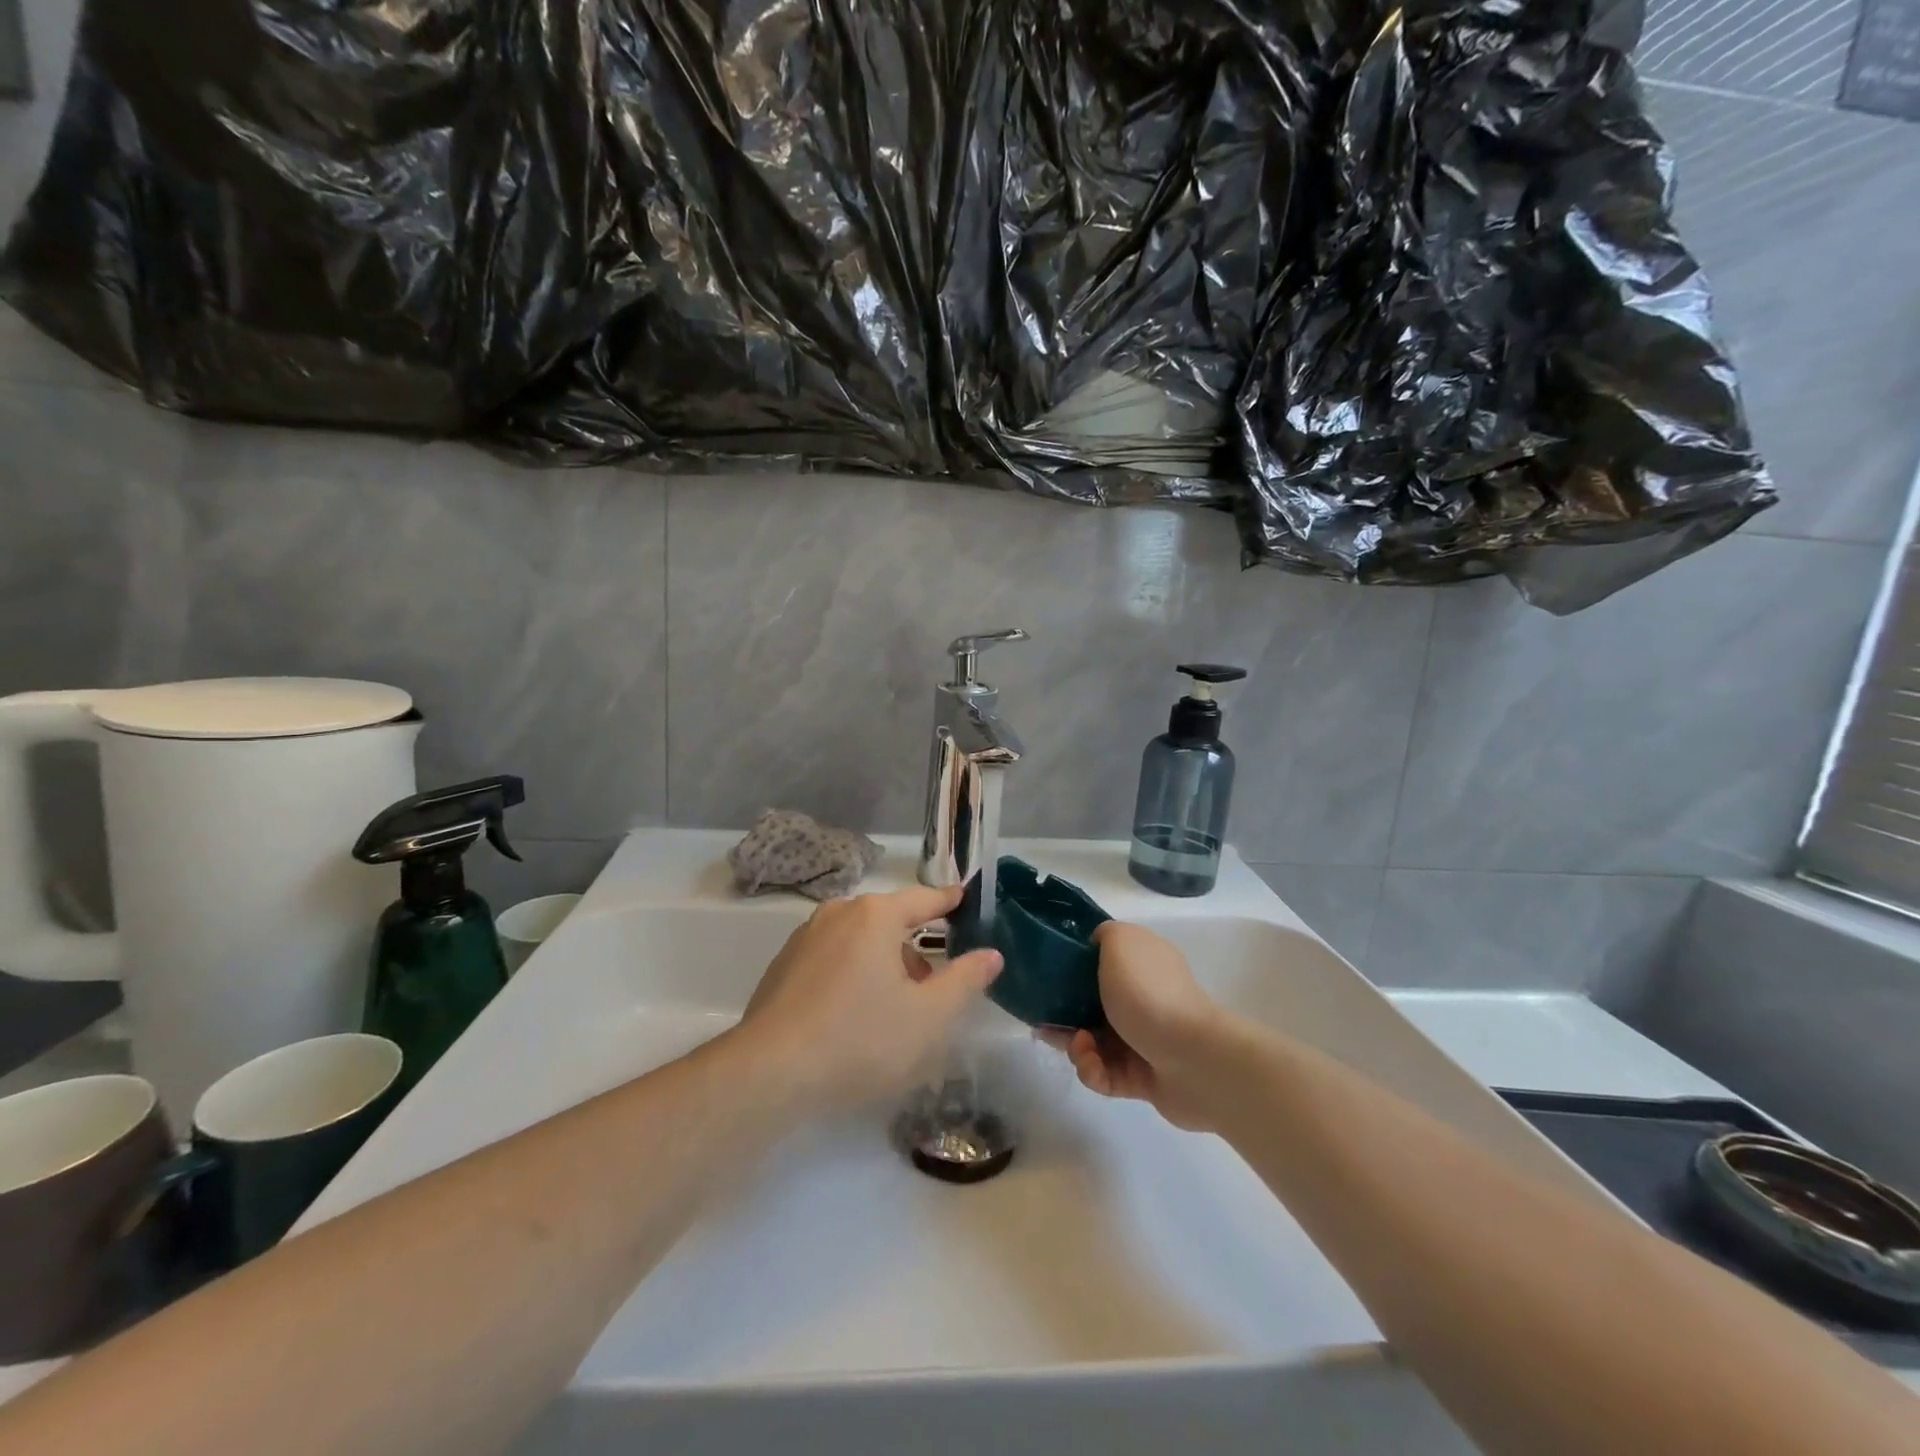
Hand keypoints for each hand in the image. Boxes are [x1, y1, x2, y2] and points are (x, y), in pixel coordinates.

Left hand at [737, 883, 1003, 1110]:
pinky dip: (852, 975)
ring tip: (893, 1011)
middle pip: (890, 921)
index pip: (924, 899)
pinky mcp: (783, 966)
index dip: (949, 901)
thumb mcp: (929, 1017)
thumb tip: (990, 954)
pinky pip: (832, 959)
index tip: (964, 898)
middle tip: (932, 989)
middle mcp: (839, 914)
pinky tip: (851, 1018)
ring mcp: (805, 938)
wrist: (769, 1073)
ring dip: (883, 964)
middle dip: (915, 949)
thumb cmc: (860, 1040)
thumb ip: (965, 980)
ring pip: (859, 941)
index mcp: (876, 916)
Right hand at [1050, 922, 1222, 1131]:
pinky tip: (1094, 1066)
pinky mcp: (1143, 1079)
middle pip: (1091, 1006)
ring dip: (1076, 1047)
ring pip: (1093, 1043)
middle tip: (1047, 1022)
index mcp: (1142, 964)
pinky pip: (1105, 1075)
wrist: (1193, 1060)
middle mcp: (1144, 999)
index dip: (1072, 969)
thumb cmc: (1149, 995)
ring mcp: (1144, 1040)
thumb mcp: (1121, 943)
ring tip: (1079, 1047)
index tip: (1049, 978)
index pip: (1102, 961)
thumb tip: (1095, 942)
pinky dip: (1093, 1071)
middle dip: (1065, 1015)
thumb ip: (1104, 934)